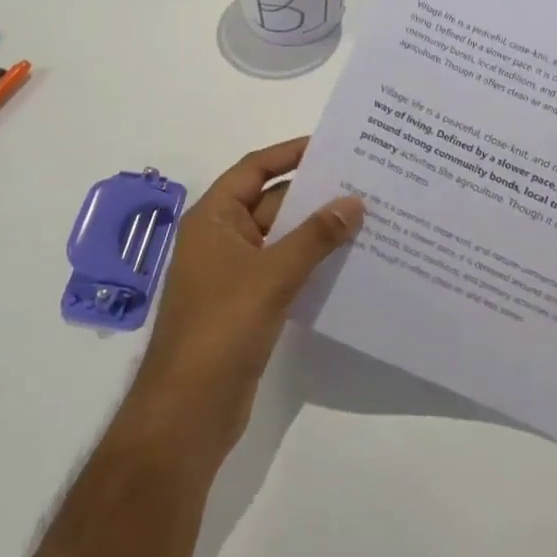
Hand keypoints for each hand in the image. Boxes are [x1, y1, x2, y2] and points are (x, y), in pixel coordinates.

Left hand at [123, 138, 362, 462]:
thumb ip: (315, 237)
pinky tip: (348, 262)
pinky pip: (284, 271)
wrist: (189, 410)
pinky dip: (311, 263)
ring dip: (317, 231)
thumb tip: (354, 201)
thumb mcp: (272, 275)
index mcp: (213, 218)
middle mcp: (221, 239)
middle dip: (314, 195)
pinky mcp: (248, 306)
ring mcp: (234, 274)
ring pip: (281, 240)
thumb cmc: (222, 327)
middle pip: (271, 203)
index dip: (289, 154)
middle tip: (364, 183)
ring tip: (368, 218)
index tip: (330, 145)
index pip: (254, 170)